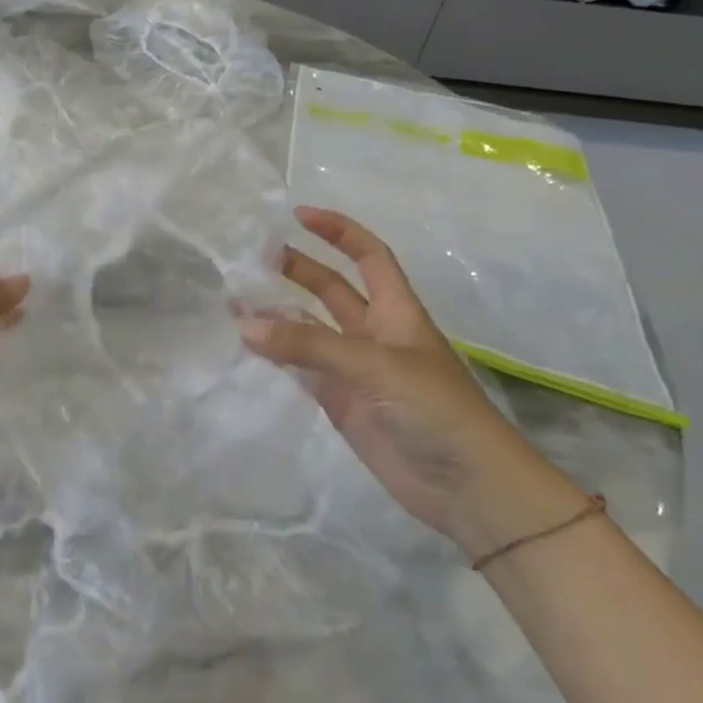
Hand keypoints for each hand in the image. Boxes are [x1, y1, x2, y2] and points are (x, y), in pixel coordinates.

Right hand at [241, 207, 581, 554]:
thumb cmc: (435, 409)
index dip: (339, 231)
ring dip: (278, 315)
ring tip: (234, 301)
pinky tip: (248, 345)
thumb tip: (245, 326)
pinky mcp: (341, 403)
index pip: (368, 256)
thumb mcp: (374, 366)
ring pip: (309, 330)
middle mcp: (374, 333)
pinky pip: (302, 369)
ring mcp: (355, 369)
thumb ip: (309, 346)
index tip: (298, 215)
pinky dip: (277, 356)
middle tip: (250, 261)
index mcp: (396, 311)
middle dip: (296, 270)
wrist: (467, 487)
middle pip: (331, 289)